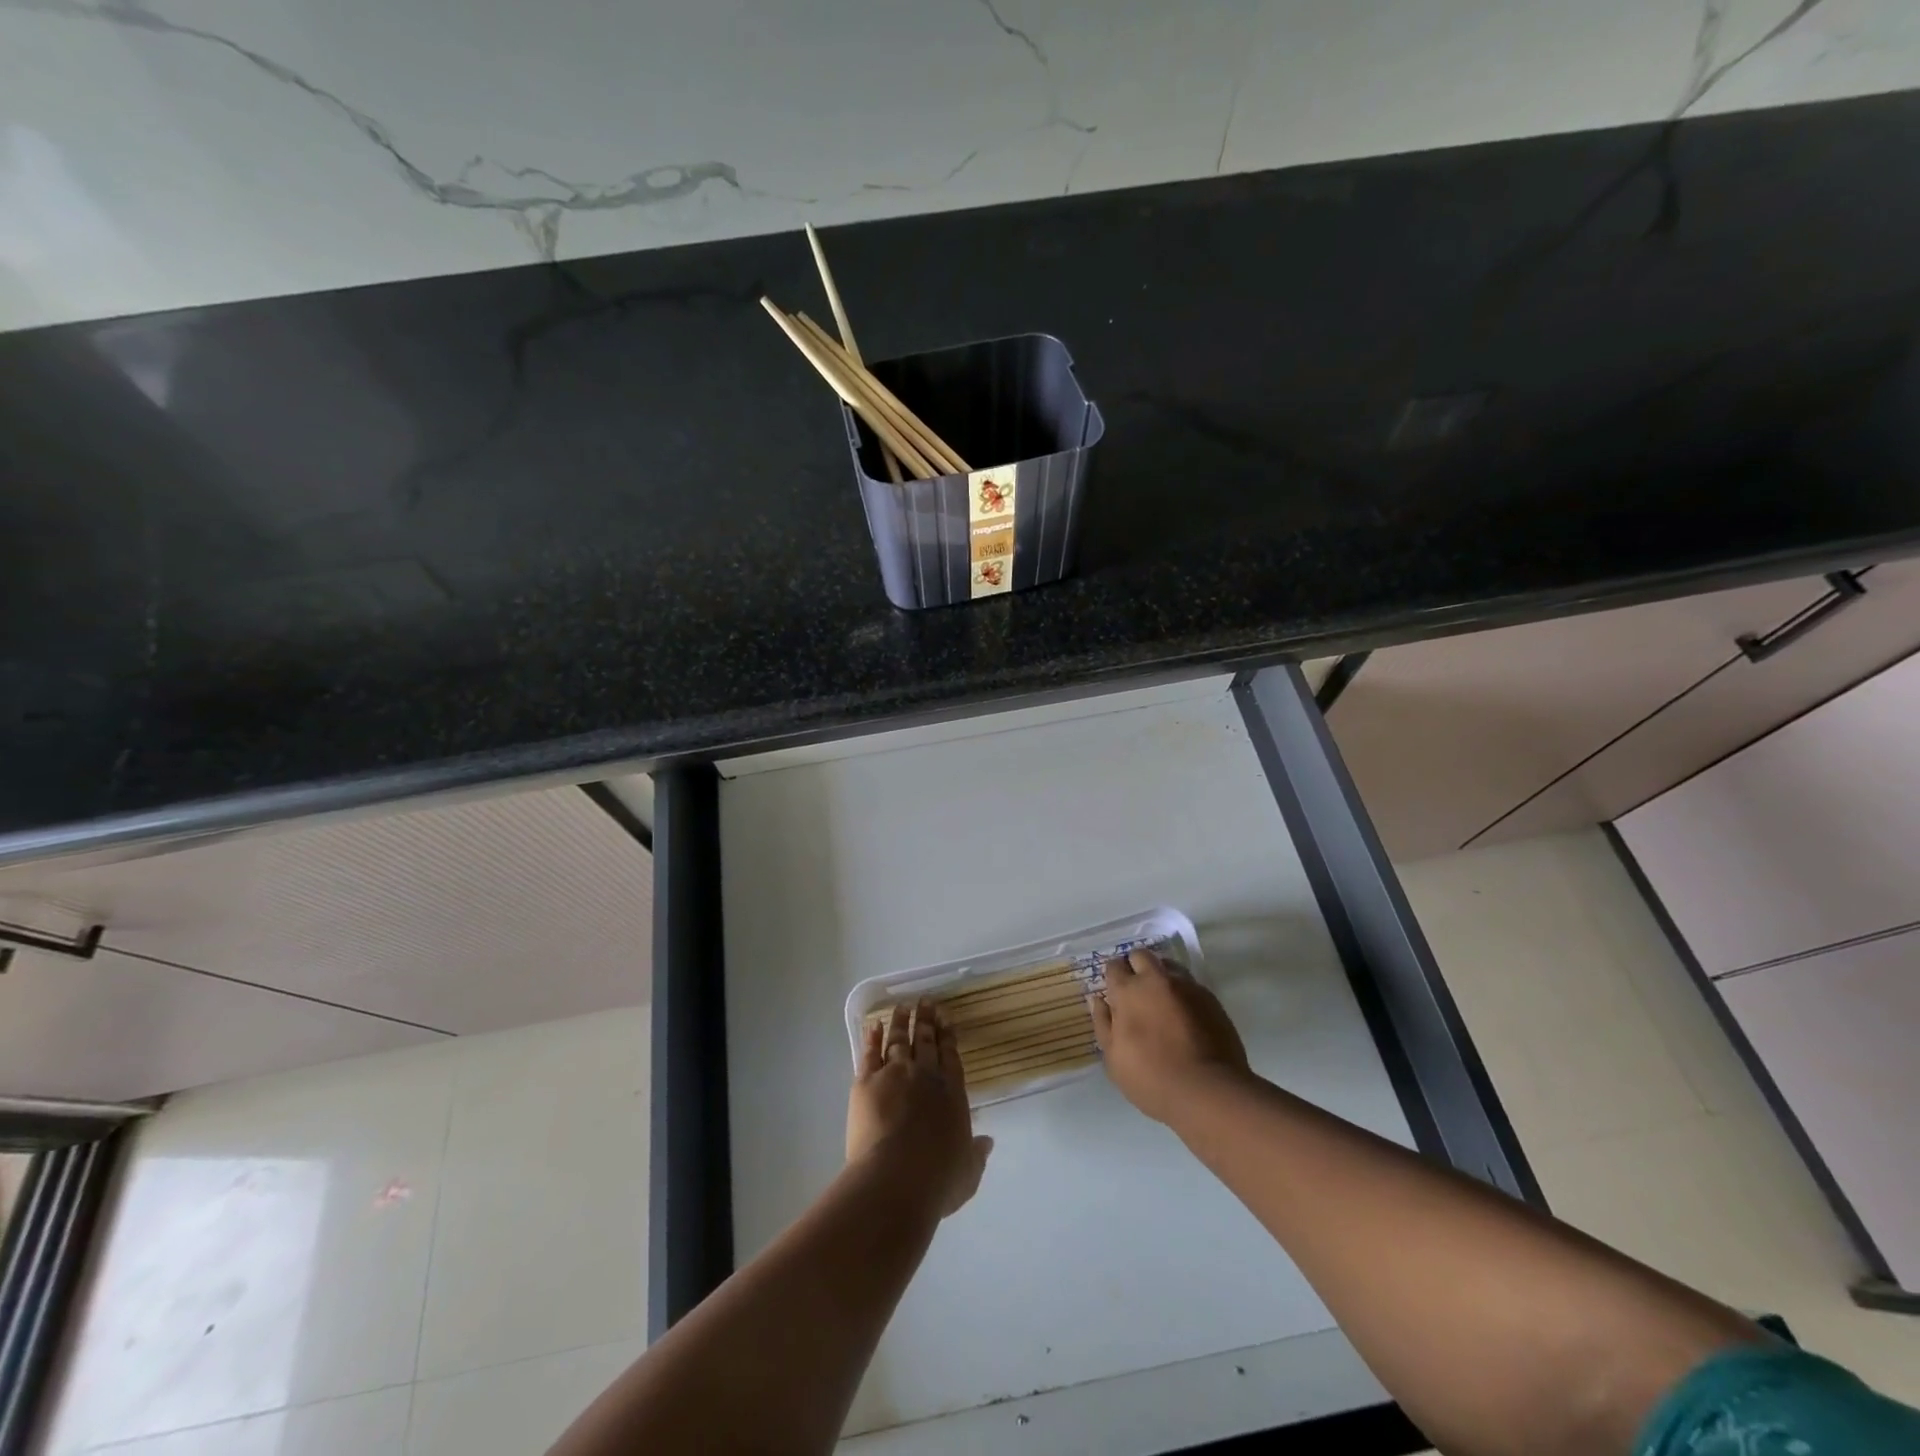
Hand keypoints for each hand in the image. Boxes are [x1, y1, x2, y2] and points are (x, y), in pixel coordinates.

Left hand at [847, 1000, 992, 1217]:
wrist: (895, 1179)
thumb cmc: (937, 1180)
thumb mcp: (967, 1173)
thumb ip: (976, 1155)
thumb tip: (987, 1142)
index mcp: (952, 1093)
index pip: (951, 1056)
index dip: (948, 1036)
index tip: (945, 1018)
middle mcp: (925, 1076)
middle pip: (926, 1041)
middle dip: (926, 1020)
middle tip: (925, 1001)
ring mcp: (895, 1074)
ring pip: (899, 1040)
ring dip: (901, 1022)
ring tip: (902, 1006)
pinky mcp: (867, 1082)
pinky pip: (870, 1054)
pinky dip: (872, 1038)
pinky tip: (873, 1026)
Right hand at [1091, 948, 1250, 1122]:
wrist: (1207, 1091)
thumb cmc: (1151, 1079)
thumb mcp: (1114, 1059)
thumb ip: (1103, 1024)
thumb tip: (1098, 1000)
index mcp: (1128, 992)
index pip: (1114, 966)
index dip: (1113, 976)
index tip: (1115, 992)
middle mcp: (1156, 980)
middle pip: (1141, 955)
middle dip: (1136, 967)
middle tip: (1137, 991)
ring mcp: (1186, 987)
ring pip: (1169, 965)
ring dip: (1161, 976)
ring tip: (1163, 1000)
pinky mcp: (1211, 999)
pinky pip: (1191, 985)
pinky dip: (1183, 993)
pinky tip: (1185, 1015)